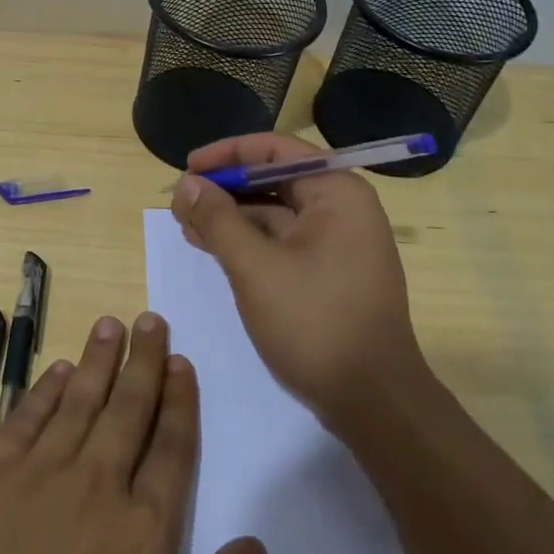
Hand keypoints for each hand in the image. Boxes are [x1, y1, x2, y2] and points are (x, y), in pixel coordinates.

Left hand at [0, 314, 264, 553]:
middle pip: (127, 408)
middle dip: (143, 360)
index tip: (183, 362)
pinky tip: (57, 370)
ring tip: (111, 324)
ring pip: (78, 401)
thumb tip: (253, 545)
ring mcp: (37, 478)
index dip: (180, 400)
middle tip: (151, 319)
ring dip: (97, 360)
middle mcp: (95, 486)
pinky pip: (24, 420)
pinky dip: (44, 391)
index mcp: (144, 532)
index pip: (172, 446)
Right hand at [171, 133, 424, 433]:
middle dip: (225, 189)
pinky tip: (212, 248)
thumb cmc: (315, 323)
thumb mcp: (255, 267)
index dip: (228, 154)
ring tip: (186, 226)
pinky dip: (247, 242)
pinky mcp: (328, 274)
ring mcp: (338, 244)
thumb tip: (187, 184)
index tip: (188, 167)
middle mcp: (342, 209)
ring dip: (231, 217)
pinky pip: (282, 242)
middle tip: (180, 203)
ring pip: (275, 213)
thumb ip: (218, 219)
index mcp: (336, 193)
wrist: (373, 403)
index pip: (276, 150)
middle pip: (274, 180)